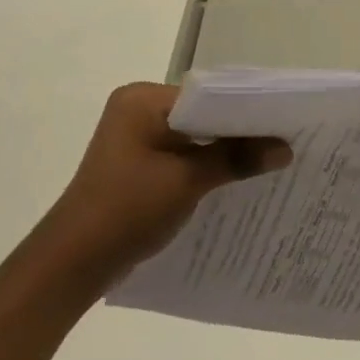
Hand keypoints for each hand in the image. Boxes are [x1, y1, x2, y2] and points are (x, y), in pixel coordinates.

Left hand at [44, 83, 291, 279]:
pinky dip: (207, 165)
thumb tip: (286, 149)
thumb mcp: (187, 180)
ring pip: (195, 137)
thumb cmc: (127, 209)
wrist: (73, 263)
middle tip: (285, 140)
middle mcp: (138, 110)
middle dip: (239, 132)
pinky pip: (183, 155)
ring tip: (270, 159)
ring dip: (225, 151)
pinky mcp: (139, 164)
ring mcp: (137, 138)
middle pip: (203, 115)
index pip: (208, 95)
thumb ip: (236, 158)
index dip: (246, 110)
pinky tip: (237, 179)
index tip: (284, 122)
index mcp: (143, 100)